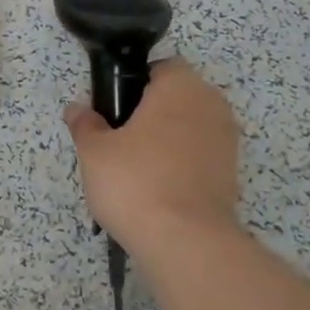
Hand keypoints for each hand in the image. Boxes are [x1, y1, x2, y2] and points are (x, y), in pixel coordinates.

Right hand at [64, 59, 240, 254]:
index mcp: (180, 86)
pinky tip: (157, 190)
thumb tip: (77, 109)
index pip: (160, 67)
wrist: (186, 242)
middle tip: (119, 140)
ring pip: (190, 128)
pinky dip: (181, 165)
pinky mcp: (232, 174)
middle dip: (151, 113)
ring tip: (137, 170)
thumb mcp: (94, 151)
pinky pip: (200, 156)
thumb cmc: (136, 181)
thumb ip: (85, 124)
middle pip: (177, 97)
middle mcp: (211, 104)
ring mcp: (227, 141)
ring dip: (167, 140)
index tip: (114, 110)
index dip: (133, 83)